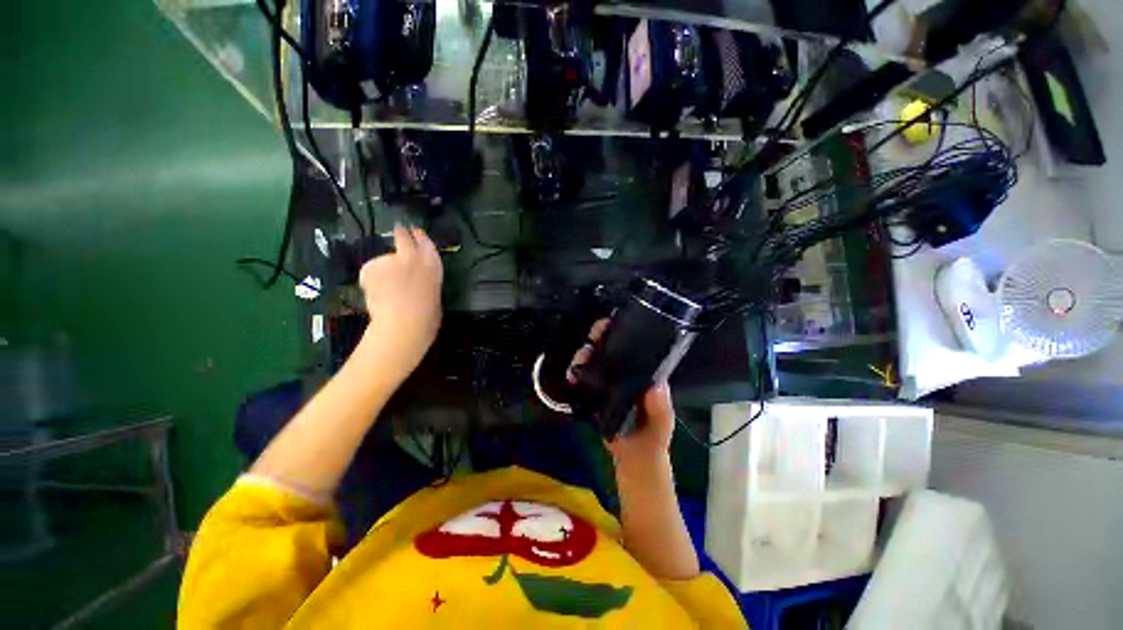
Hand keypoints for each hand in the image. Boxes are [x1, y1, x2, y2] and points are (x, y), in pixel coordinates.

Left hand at [358, 225, 442, 379]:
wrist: (405, 323)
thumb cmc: (428, 315)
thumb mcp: (434, 291)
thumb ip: (424, 278)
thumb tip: (415, 277)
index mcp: (432, 262)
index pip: (424, 241)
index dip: (418, 237)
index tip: (414, 233)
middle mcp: (411, 255)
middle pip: (402, 236)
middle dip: (400, 234)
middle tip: (398, 233)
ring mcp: (388, 259)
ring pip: (383, 261)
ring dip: (384, 270)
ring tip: (386, 291)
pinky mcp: (370, 267)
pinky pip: (370, 273)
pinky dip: (371, 281)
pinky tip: (376, 294)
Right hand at [569, 320, 675, 467]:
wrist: (634, 458)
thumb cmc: (653, 436)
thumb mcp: (662, 423)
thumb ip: (660, 407)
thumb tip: (656, 386)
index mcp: (644, 372)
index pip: (632, 344)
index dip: (620, 331)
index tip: (608, 325)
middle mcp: (626, 371)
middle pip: (609, 347)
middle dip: (596, 340)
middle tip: (588, 345)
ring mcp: (610, 380)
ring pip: (594, 359)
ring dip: (583, 356)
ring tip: (576, 365)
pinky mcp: (597, 391)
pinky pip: (585, 377)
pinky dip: (576, 373)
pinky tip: (570, 377)